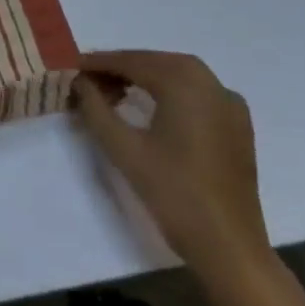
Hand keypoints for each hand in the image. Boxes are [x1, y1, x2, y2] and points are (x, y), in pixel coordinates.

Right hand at [72, 50, 271, 292]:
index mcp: (187, 87)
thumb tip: (79, 81)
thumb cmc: (171, 191)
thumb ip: (95, 107)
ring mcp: (230, 107)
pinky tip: (146, 106)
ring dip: (144, 75)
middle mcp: (214, 87)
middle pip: (159, 62)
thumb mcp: (121, 147)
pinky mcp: (236, 127)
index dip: (98, 62)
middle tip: (87, 77)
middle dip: (121, 65)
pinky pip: (197, 92)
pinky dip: (168, 89)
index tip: (68, 65)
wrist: (227, 243)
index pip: (134, 61)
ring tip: (110, 90)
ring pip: (179, 75)